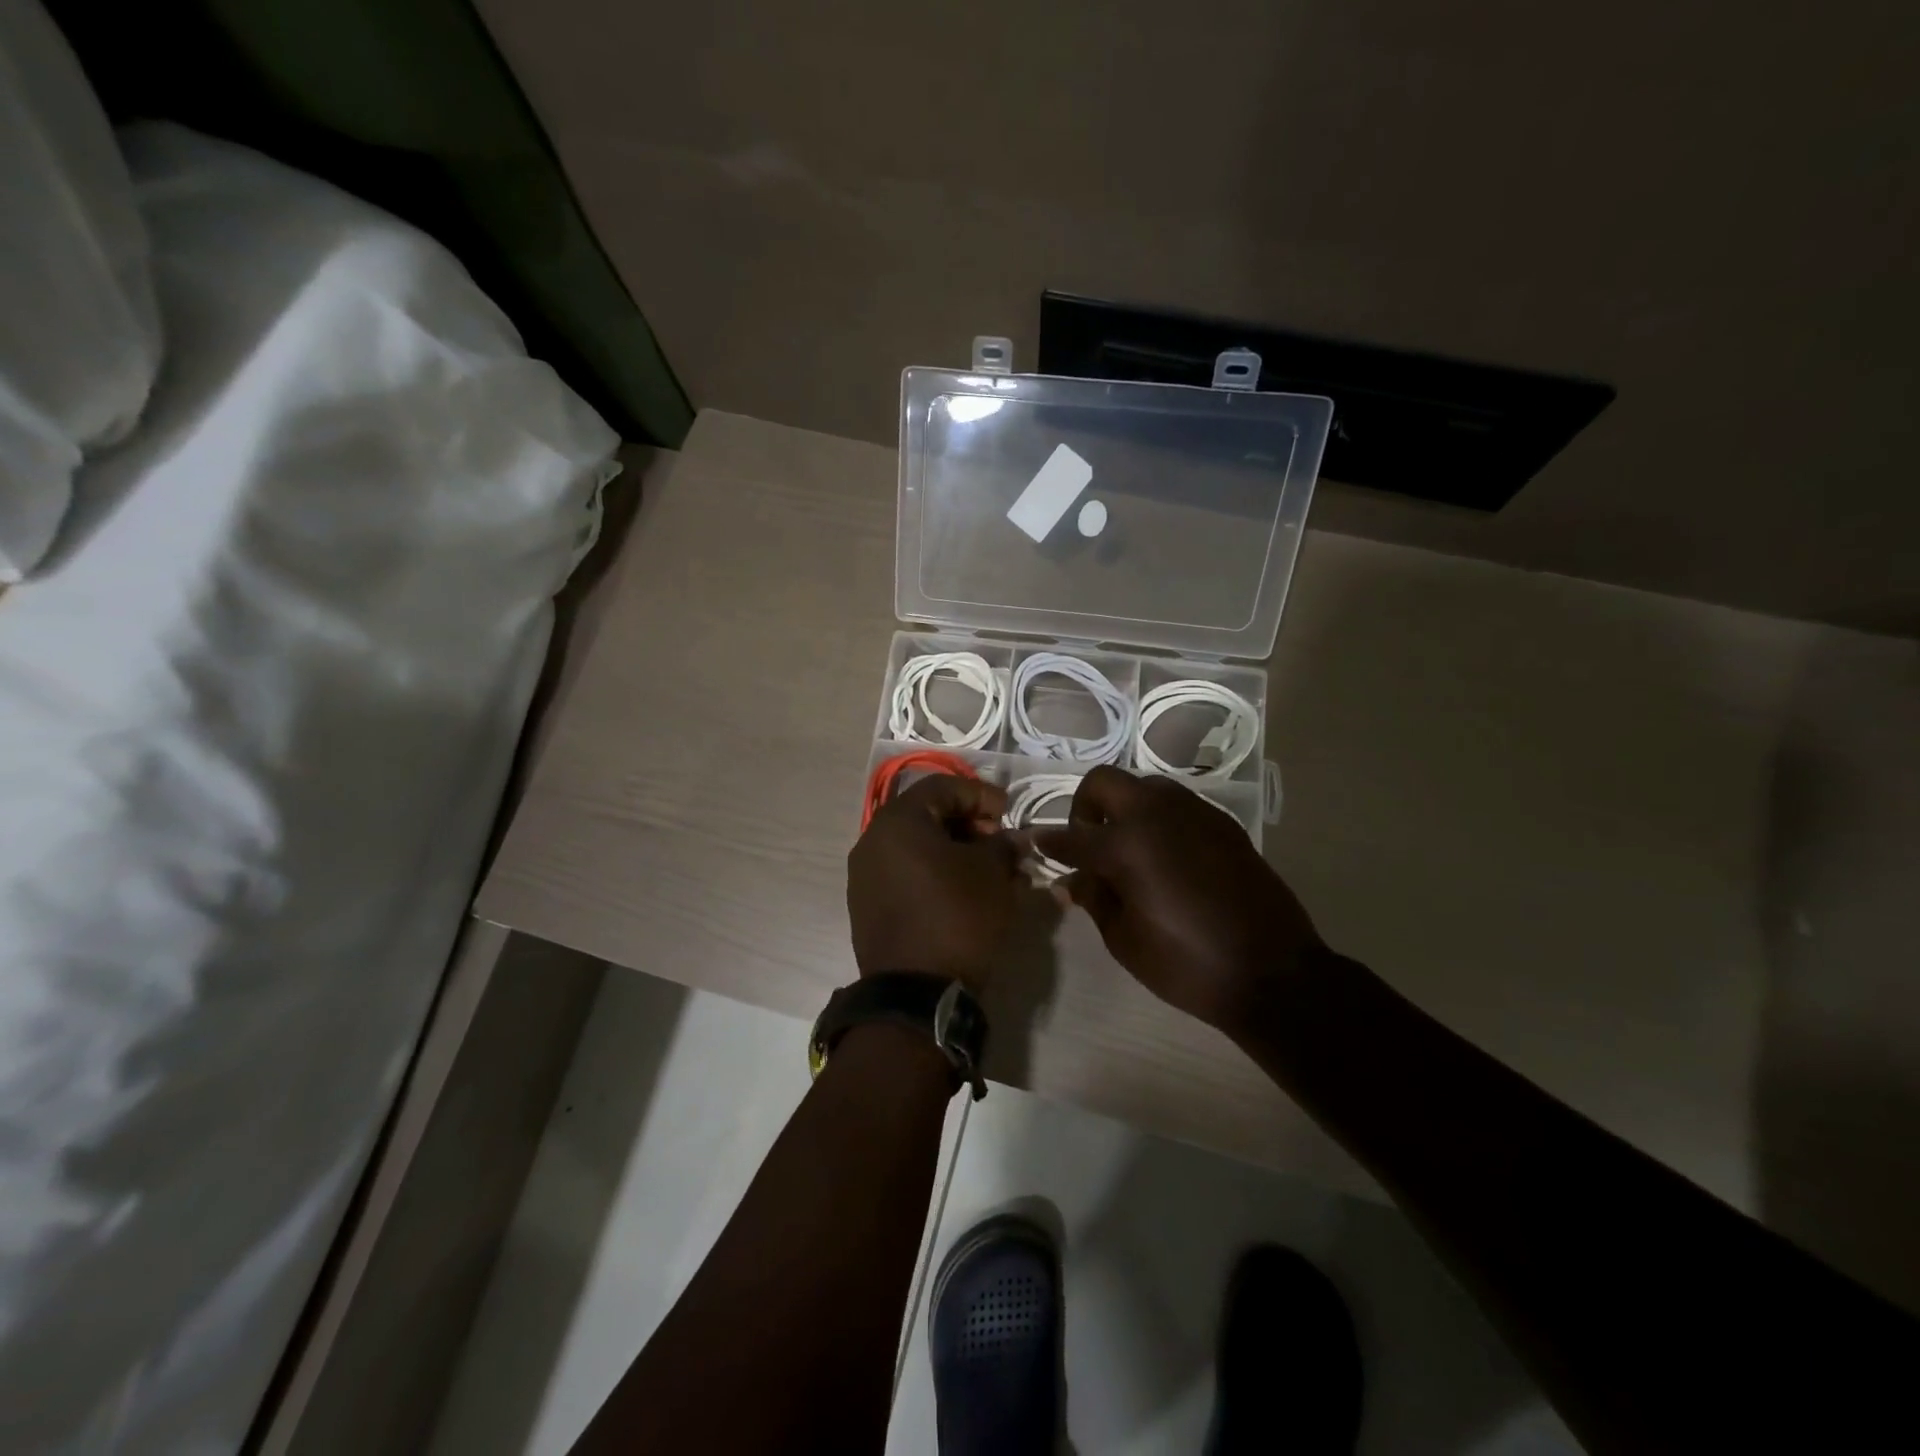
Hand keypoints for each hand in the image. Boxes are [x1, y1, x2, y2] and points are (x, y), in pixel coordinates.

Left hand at [847, 775, 1022, 991]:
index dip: (980, 794)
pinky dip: (937, 874)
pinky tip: (966, 891)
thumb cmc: (958, 917)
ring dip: (956, 851)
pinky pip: (907, 874)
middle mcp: (873, 841)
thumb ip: (1003, 845)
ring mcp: (866, 876)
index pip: (943, 787)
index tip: (1008, 813)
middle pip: (927, 815)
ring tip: (990, 871)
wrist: (917, 994)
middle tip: (1000, 842)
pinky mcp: (869, 907)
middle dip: (969, 824)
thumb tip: (1011, 839)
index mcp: (898, 821)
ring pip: (917, 847)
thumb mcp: (992, 874)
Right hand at [1032, 766, 1322, 1035]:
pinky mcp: (1223, 824)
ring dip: (1124, 808)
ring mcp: (1194, 813)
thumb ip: (1093, 899)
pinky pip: (1177, 806)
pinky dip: (1158, 820)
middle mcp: (1157, 814)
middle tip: (1088, 842)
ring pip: (1143, 787)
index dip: (1049, 843)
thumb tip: (1070, 881)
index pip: (1072, 836)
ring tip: (1127, 850)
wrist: (1273, 973)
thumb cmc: (1187, 964)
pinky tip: (1165, 858)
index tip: (1036, 845)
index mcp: (1126, 844)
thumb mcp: (1125, 940)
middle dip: (1084, 806)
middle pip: (1104, 783)